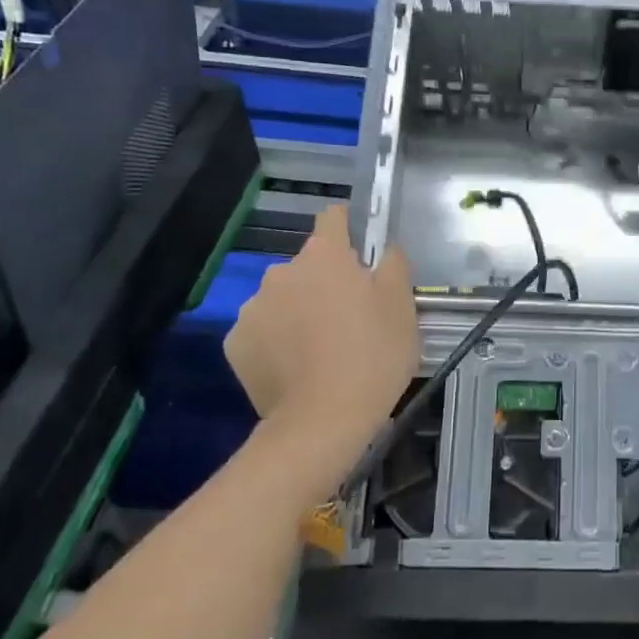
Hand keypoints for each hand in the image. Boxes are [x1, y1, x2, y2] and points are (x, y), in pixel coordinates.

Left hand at [224, 206, 417, 492]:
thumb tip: (384, 250)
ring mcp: (253, 306)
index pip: (331, 218)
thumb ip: (394, 266)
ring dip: (297, 309)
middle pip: (307, 264)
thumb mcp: (403, 308)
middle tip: (347, 316)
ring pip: (282, 297)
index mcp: (325, 256)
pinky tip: (294, 366)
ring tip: (318, 347)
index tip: (358, 250)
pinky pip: (261, 330)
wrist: (323, 420)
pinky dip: (275, 340)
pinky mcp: (235, 342)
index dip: (345, 228)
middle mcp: (282, 271)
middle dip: (324, 281)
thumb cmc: (373, 357)